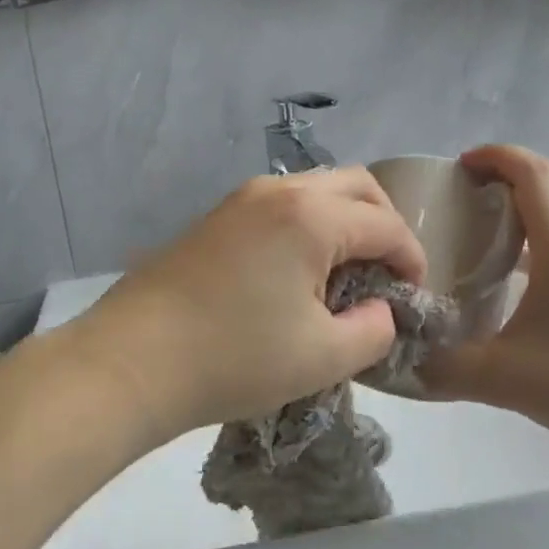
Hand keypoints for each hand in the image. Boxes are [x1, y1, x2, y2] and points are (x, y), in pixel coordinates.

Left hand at [66, 168, 426, 442]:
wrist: (132, 362)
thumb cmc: (235, 359)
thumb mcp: (324, 357)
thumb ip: (374, 330)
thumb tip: (380, 310)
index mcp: (312, 216)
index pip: (385, 225)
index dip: (412, 259)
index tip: (416, 296)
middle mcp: (278, 191)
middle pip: (355, 186)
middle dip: (384, 224)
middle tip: (388, 272)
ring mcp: (240, 200)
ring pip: (315, 190)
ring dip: (344, 221)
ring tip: (346, 273)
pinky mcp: (215, 219)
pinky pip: (281, 206)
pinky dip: (308, 226)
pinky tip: (299, 272)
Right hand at [420, 146, 548, 461]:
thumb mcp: (508, 379)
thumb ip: (447, 370)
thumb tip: (404, 364)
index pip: (531, 171)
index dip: (493, 157)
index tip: (459, 167)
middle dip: (509, 173)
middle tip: (467, 196)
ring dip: (533, 201)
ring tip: (492, 229)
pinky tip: (530, 275)